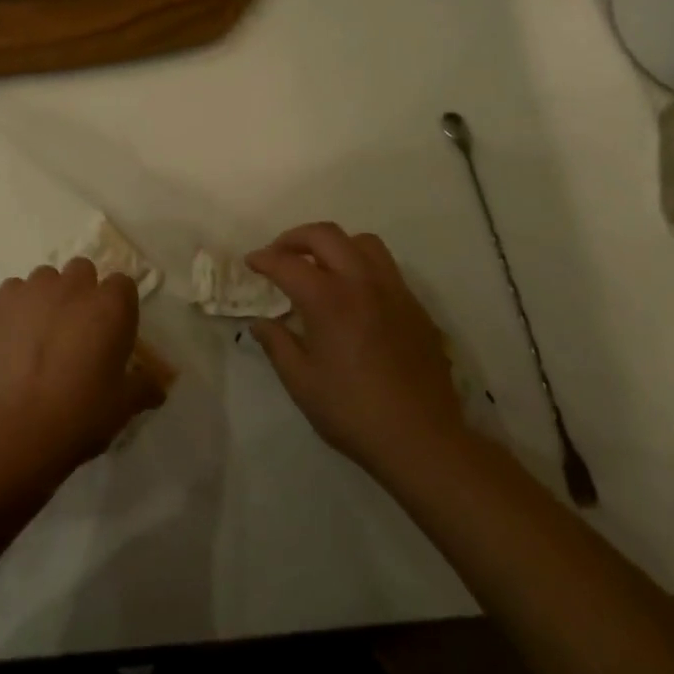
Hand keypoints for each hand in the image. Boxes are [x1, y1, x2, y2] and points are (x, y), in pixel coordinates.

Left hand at [0, 259, 166, 489]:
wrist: (15, 430)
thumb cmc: (80, 415)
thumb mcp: (123, 406)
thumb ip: (144, 387)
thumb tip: (157, 386)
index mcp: (111, 306)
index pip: (123, 285)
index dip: (118, 307)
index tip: (113, 333)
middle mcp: (74, 287)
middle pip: (83, 271)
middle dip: (83, 292)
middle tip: (78, 331)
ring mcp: (34, 290)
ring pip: (47, 278)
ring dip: (50, 296)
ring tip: (43, 333)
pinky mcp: (1, 302)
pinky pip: (15, 290)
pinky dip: (18, 306)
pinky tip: (16, 336)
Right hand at [247, 223, 473, 480]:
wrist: (422, 439)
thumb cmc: (353, 412)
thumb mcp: (301, 382)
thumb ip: (276, 344)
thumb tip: (261, 321)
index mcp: (328, 300)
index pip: (287, 263)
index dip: (264, 259)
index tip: (251, 263)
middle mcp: (361, 283)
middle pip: (325, 235)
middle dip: (295, 238)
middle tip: (279, 255)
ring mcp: (393, 291)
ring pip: (362, 242)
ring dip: (334, 245)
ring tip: (320, 266)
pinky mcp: (414, 306)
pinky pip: (385, 267)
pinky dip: (361, 265)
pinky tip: (353, 294)